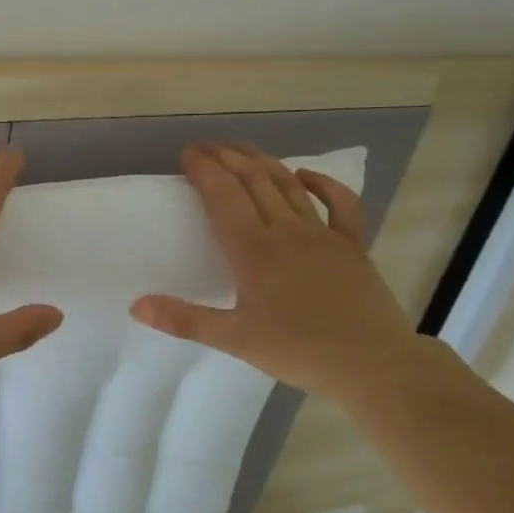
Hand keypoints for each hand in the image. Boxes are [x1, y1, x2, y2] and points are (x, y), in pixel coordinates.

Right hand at [130, 143, 439, 405]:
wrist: (377, 367)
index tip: (187, 153)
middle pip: (253, 181)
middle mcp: (287, 232)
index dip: (204, 169)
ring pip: (288, 185)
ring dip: (262, 161)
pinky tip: (304, 174)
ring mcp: (323, 236)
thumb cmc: (301, 352)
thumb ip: (185, 320)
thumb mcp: (236, 340)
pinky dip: (322, 184)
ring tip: (240, 148)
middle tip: (205, 146)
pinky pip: (341, 205)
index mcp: (255, 250)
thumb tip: (136, 306)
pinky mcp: (352, 247)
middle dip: (226, 157)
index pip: (223, 196)